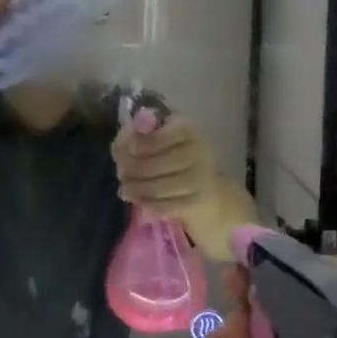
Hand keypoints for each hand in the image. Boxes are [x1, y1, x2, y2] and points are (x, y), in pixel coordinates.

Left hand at [111, 115, 247, 258]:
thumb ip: (141, 139)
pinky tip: (141, 206)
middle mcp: (199, 150)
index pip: (161, 135)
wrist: (216, 197)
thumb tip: (122, 142)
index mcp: (188, 130)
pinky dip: (150, 206)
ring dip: (137, 189)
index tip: (127, 149)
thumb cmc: (181, 165)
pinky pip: (167, 205)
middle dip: (132, 170)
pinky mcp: (200, 201)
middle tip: (120, 175)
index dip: (140, 143)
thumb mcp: (165, 145)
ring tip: (125, 190)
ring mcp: (202, 177)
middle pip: (156, 162)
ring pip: (159, 185)